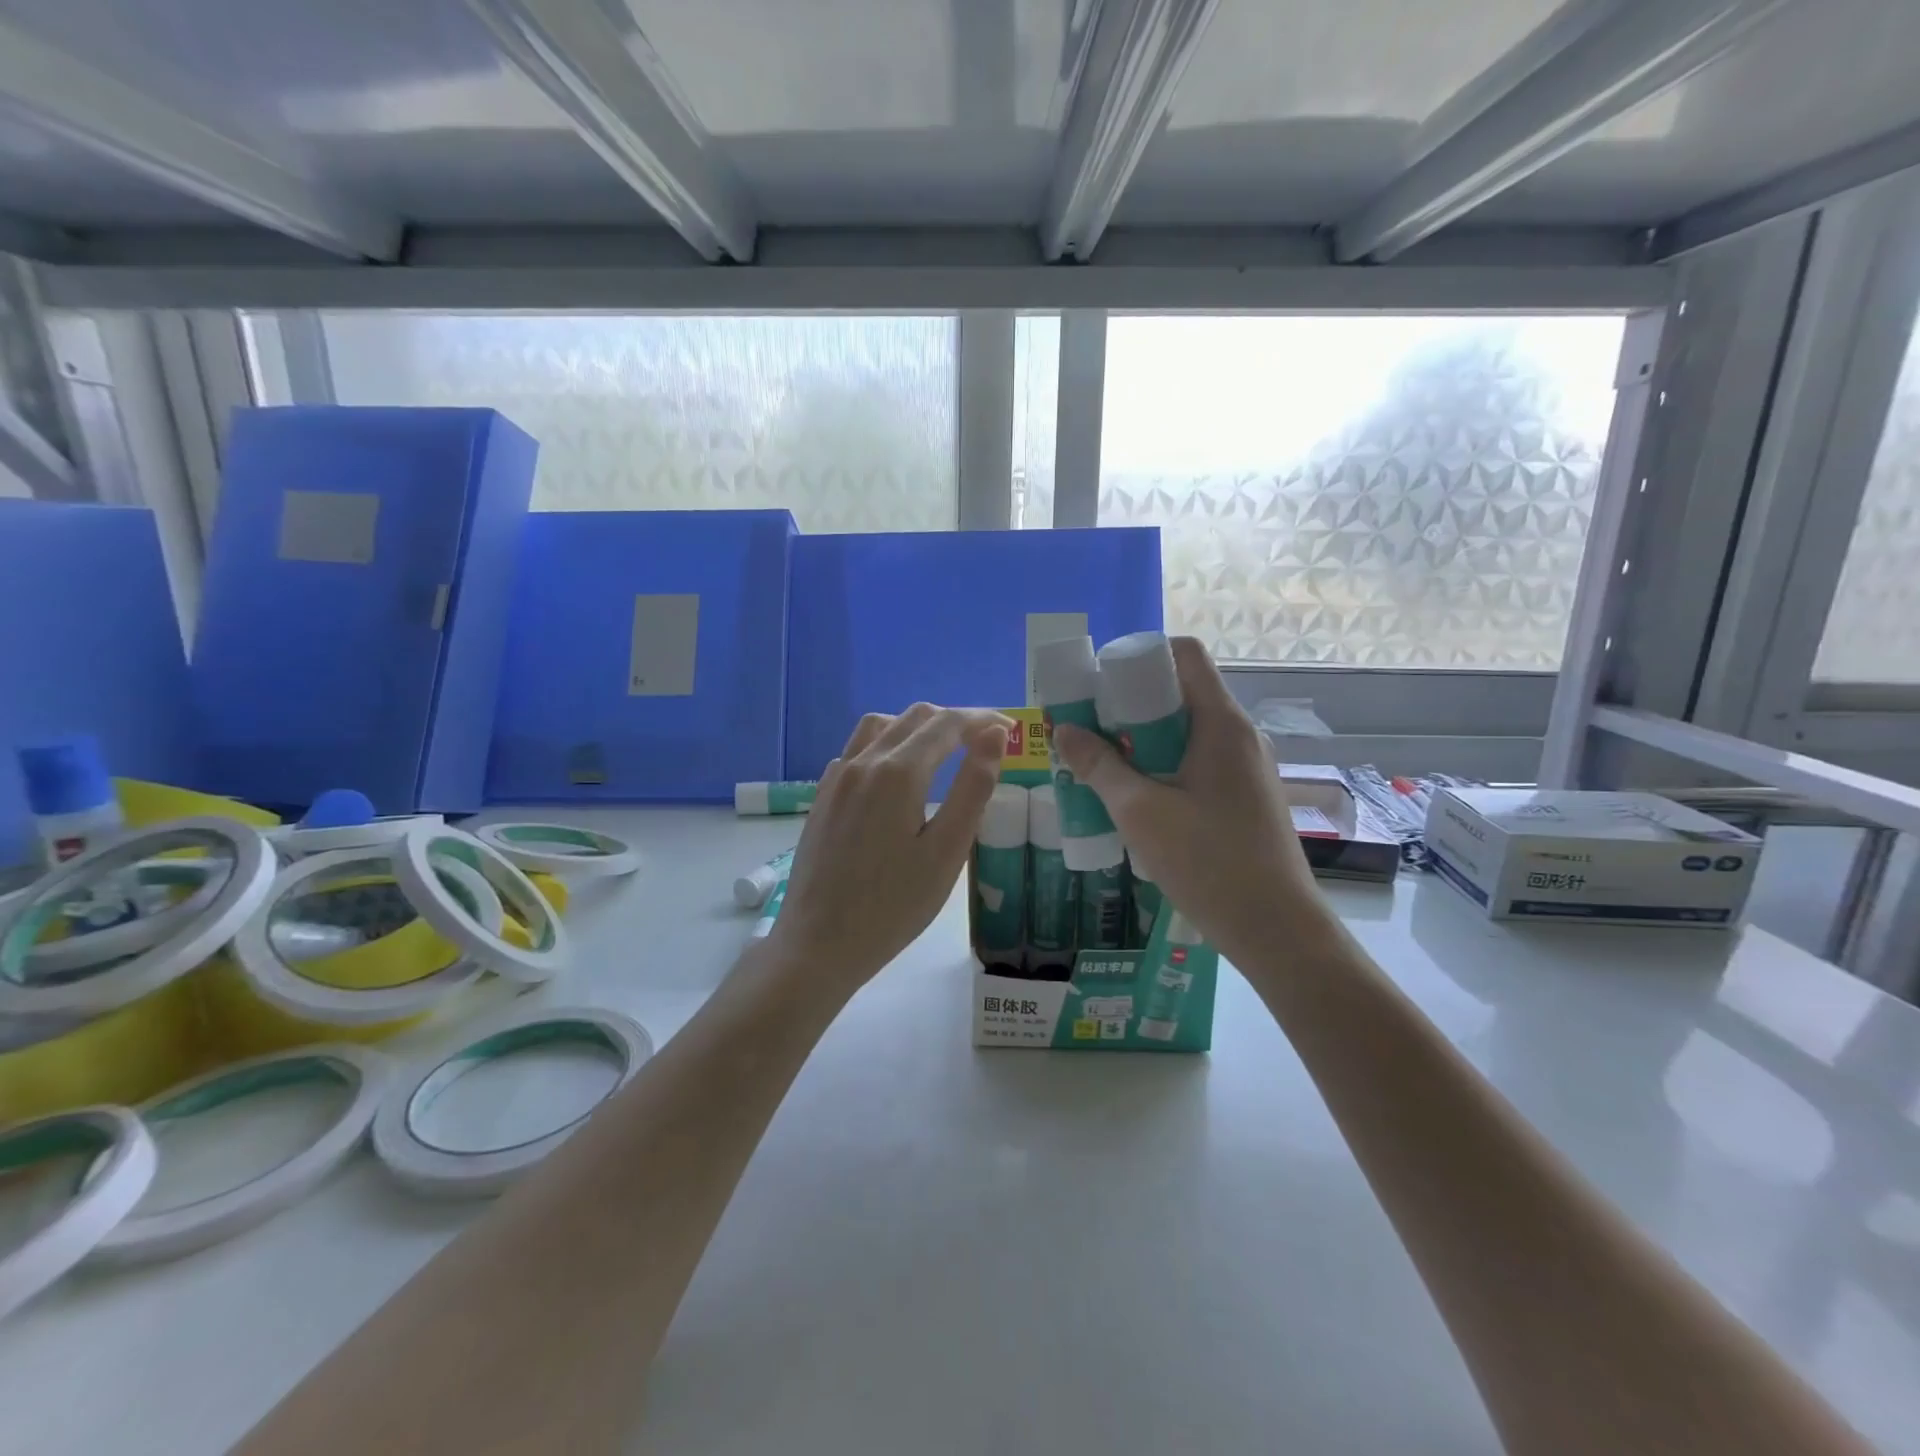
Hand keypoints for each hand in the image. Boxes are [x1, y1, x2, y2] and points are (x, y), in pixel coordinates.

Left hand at [768, 704, 1013, 994]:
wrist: (818, 944)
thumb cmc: (892, 906)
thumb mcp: (946, 852)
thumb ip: (973, 789)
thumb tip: (995, 736)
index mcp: (898, 772)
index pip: (948, 724)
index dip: (983, 719)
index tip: (1012, 728)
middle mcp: (864, 762)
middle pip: (915, 717)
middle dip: (955, 720)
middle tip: (987, 742)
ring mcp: (838, 777)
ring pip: (881, 725)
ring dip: (918, 727)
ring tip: (944, 751)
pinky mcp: (823, 795)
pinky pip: (858, 749)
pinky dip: (887, 744)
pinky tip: (897, 776)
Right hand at [1051, 638, 1332, 968]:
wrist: (1277, 930)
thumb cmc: (1208, 862)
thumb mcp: (1140, 812)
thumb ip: (1099, 767)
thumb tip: (1064, 730)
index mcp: (1220, 723)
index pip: (1184, 655)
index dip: (1140, 656)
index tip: (1100, 683)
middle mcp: (1239, 735)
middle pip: (1180, 693)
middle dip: (1129, 705)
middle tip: (1088, 729)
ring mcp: (1246, 768)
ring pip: (1186, 732)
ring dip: (1142, 741)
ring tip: (1102, 766)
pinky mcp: (1245, 797)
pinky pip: (1197, 763)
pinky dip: (1163, 766)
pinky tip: (1136, 799)